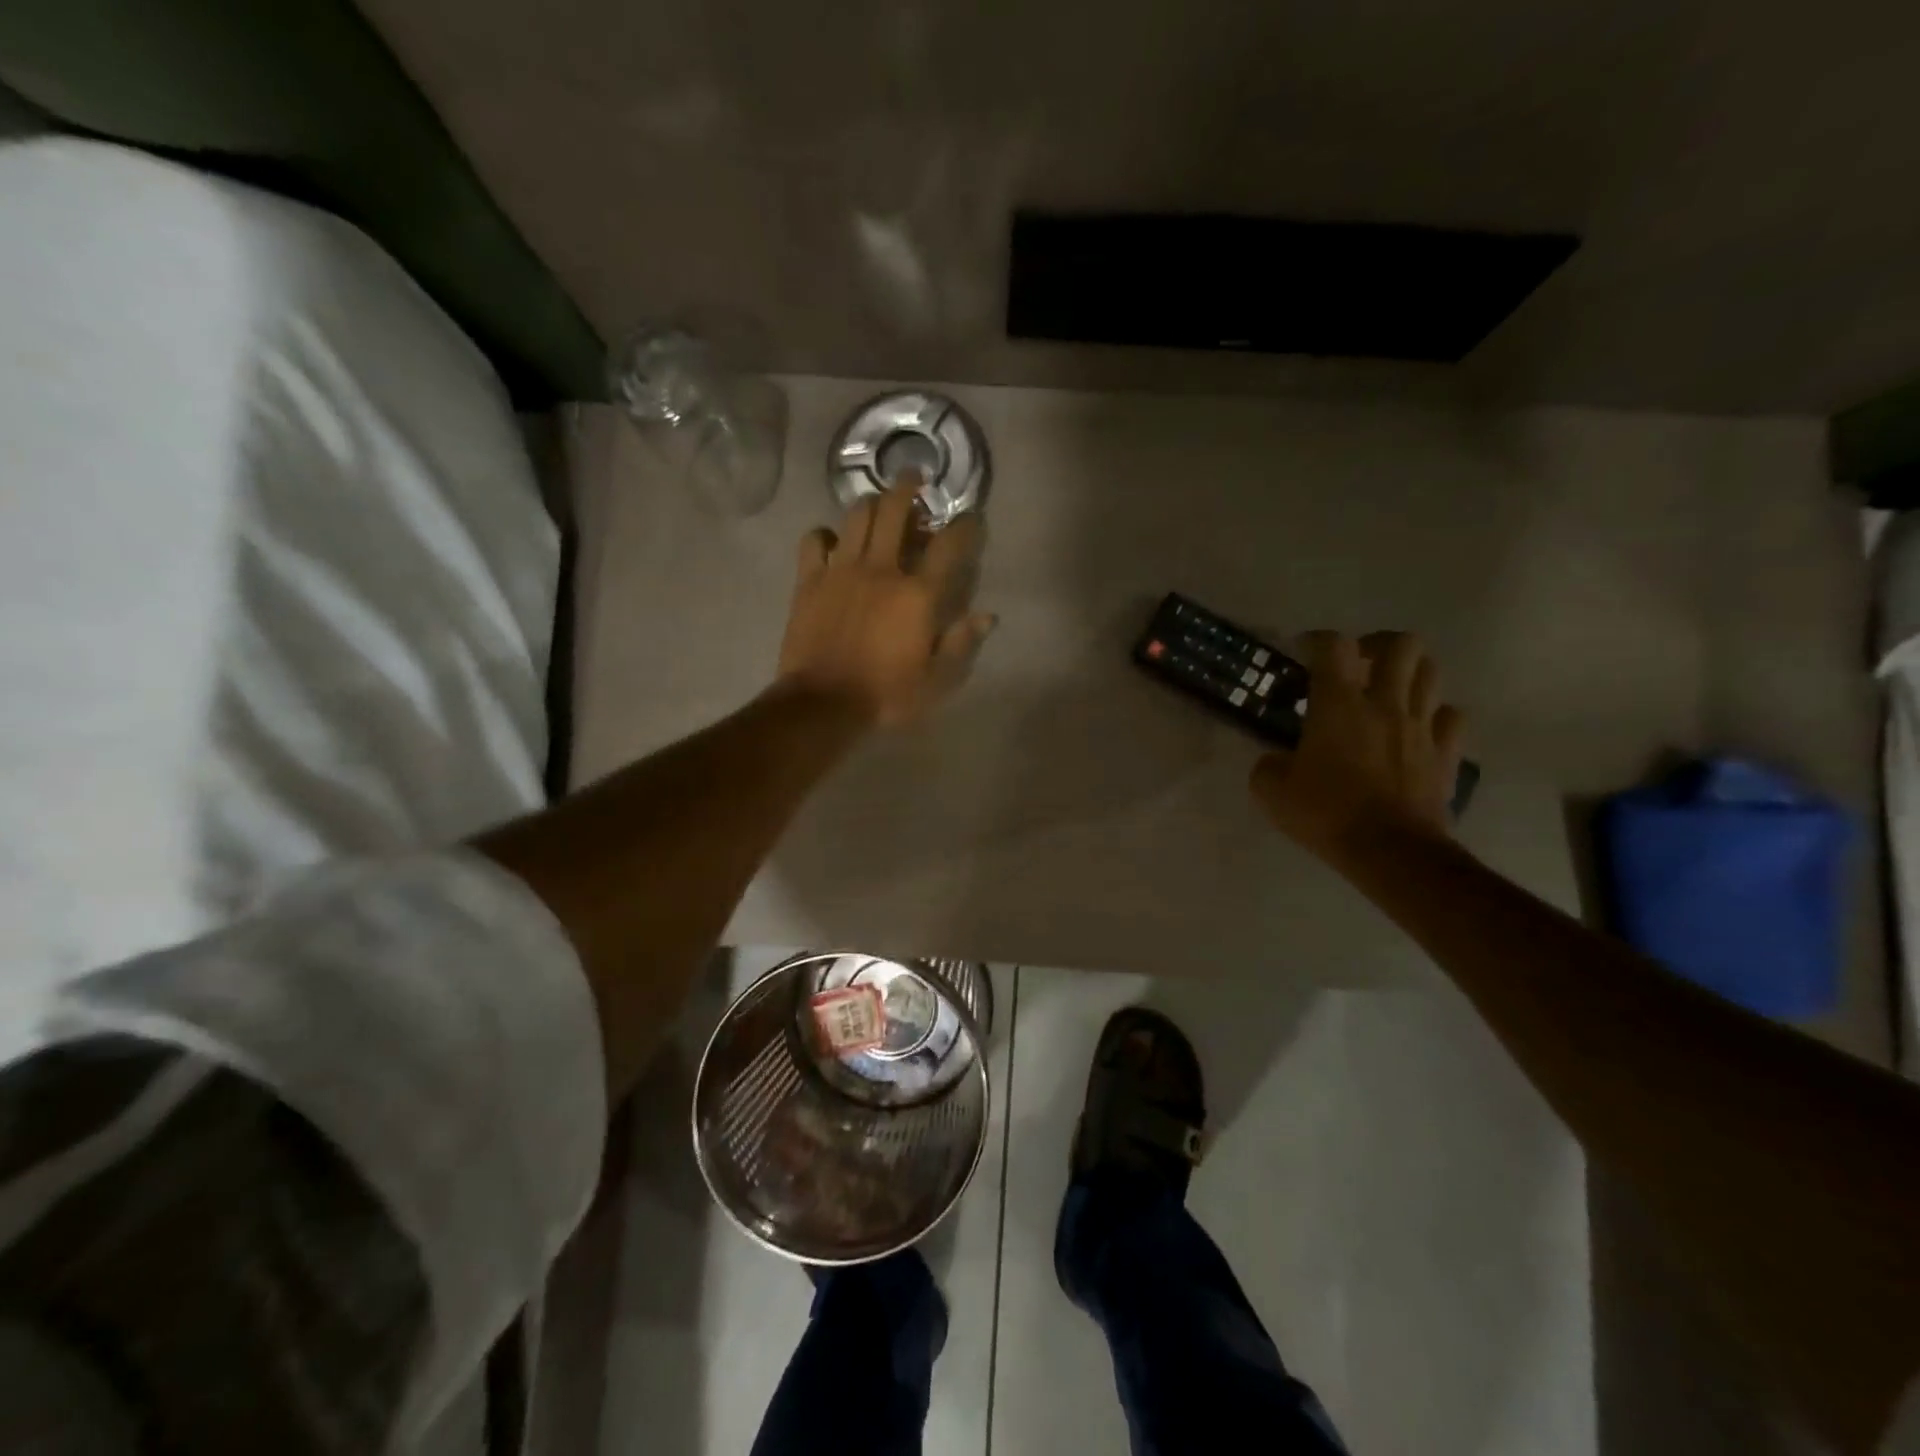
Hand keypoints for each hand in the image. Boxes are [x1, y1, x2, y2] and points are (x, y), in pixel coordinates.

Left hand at [777, 473, 994, 727]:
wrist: (823, 705)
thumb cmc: (886, 696)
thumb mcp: (936, 681)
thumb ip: (962, 644)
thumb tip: (987, 615)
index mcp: (918, 594)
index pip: (949, 545)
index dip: (965, 525)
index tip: (972, 517)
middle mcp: (881, 569)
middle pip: (895, 510)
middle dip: (909, 487)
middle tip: (915, 480)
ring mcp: (842, 570)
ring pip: (857, 515)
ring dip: (871, 504)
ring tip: (878, 506)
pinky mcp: (810, 580)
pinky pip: (814, 540)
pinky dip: (825, 534)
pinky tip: (833, 542)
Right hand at [1249, 631, 1464, 865]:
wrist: (1390, 851)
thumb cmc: (1325, 813)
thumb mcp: (1271, 791)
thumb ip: (1269, 765)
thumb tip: (1277, 760)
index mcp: (1338, 705)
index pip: (1333, 646)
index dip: (1317, 640)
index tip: (1304, 651)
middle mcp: (1385, 703)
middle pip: (1401, 644)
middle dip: (1378, 644)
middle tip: (1358, 664)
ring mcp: (1421, 726)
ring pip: (1431, 671)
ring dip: (1409, 672)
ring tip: (1389, 690)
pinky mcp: (1446, 753)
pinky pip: (1451, 716)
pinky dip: (1435, 713)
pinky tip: (1417, 727)